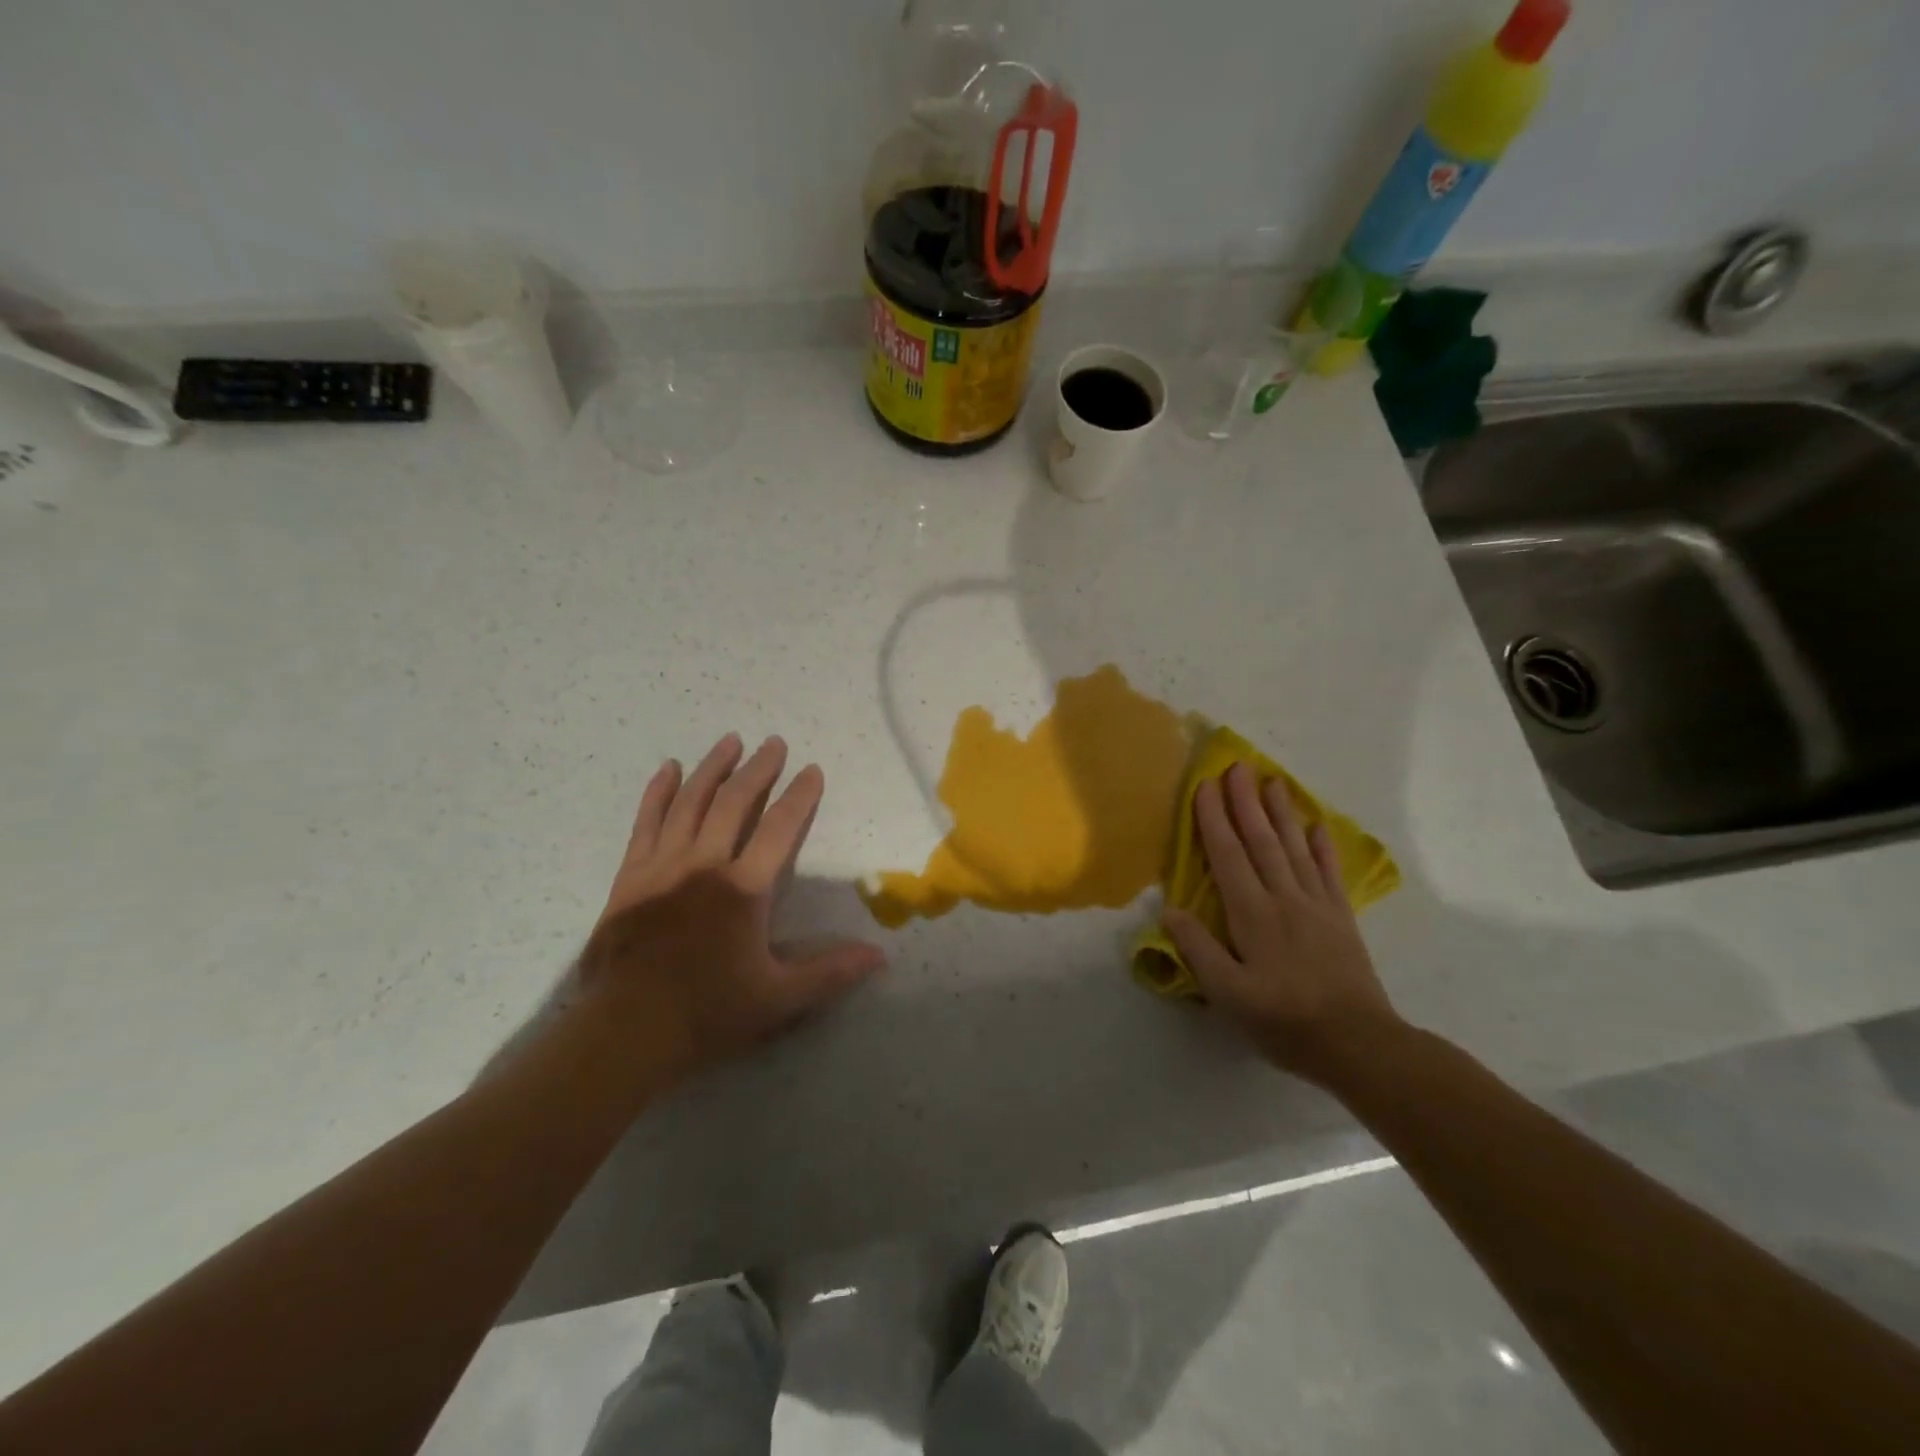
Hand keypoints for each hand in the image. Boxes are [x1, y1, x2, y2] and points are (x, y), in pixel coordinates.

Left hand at [576, 733, 885, 1084]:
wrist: (624, 1033)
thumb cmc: (707, 1013)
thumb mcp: (778, 999)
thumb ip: (830, 972)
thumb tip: (881, 956)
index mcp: (742, 889)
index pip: (780, 828)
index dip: (800, 796)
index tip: (812, 770)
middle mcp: (704, 865)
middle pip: (734, 802)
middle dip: (758, 769)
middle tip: (774, 743)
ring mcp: (662, 866)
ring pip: (690, 802)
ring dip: (712, 768)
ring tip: (729, 741)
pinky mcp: (630, 876)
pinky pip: (646, 822)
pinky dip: (659, 792)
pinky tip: (669, 769)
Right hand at [1162, 762, 1400, 1087]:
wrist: (1358, 1044)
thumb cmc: (1285, 1021)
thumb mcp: (1229, 995)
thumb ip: (1199, 950)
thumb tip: (1170, 910)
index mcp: (1252, 914)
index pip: (1227, 855)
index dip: (1213, 819)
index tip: (1204, 785)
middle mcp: (1283, 898)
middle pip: (1261, 840)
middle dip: (1245, 801)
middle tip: (1236, 766)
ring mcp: (1316, 905)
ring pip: (1294, 847)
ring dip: (1280, 812)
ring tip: (1271, 780)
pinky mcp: (1341, 917)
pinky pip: (1329, 871)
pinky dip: (1322, 845)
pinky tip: (1316, 825)